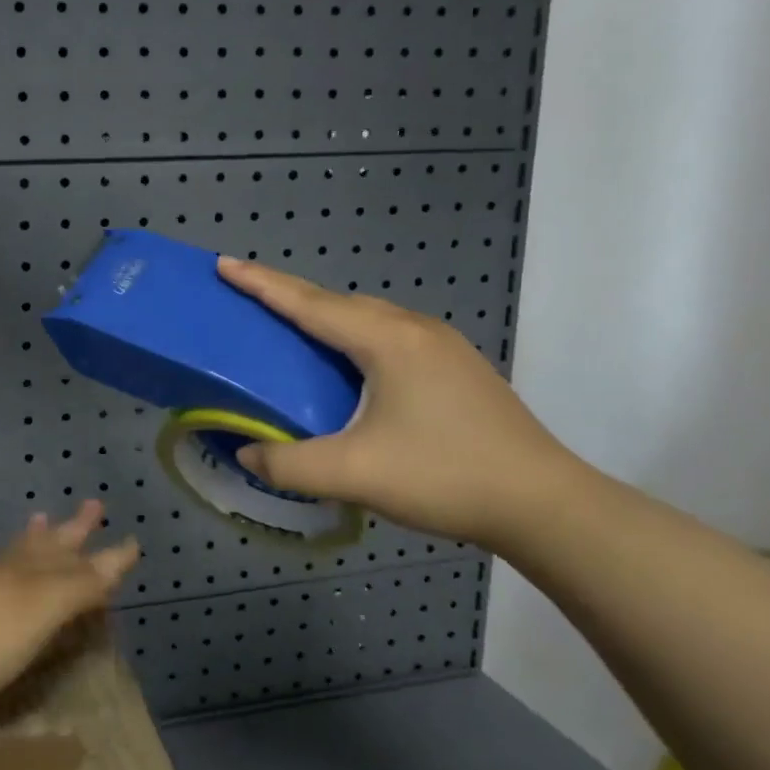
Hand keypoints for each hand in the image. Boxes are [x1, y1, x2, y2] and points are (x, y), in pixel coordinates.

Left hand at [0, 500, 139, 726]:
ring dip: (35, 538)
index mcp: (30, 575)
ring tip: (43, 518)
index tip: (133, 540)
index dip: (108, 556)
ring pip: (13, 553)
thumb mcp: (37, 615)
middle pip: (47, 546)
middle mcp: (5, 571)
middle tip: (93, 504)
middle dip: (73, 530)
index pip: (80, 561)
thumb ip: (76, 588)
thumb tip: (113, 560)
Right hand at [217, 257, 587, 549]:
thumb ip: (287, 464)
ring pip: (368, 317)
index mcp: (387, 341)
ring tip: (291, 329)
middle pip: (338, 302)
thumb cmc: (444, 476)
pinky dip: (352, 336)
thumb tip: (246, 455)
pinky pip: (388, 335)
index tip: (224, 264)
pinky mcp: (456, 368)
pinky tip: (347, 364)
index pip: (309, 303)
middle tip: (248, 297)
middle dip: (289, 294)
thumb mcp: (353, 475)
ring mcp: (442, 347)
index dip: (262, 284)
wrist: (545, 504)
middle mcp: (414, 330)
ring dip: (324, 315)